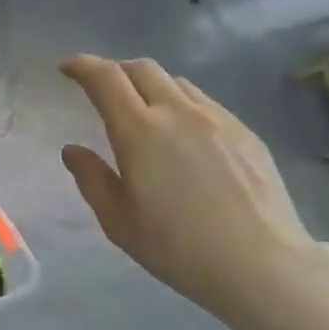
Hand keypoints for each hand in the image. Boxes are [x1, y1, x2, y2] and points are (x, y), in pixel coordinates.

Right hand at [59, 55, 323, 329]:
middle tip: (100, 88)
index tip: (67, 67)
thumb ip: (92, 179)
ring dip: (150, 86)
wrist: (261, 263)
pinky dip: (181, 104)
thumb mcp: (119, 222)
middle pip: (142, 69)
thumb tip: (73, 150)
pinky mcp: (245, 132)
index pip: (106, 79)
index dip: (82, 66)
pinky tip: (183, 135)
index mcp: (140, 132)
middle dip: (115, 70)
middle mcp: (179, 113)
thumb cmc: (178, 249)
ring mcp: (218, 119)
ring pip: (177, 83)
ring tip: (142, 110)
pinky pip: (204, 103)